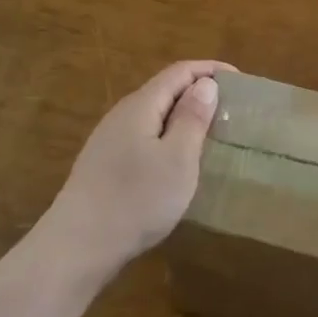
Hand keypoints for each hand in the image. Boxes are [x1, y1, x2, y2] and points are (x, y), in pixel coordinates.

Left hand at [32, 60, 232, 285]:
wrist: (77, 246)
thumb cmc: (136, 199)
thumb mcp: (177, 159)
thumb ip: (192, 118)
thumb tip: (205, 84)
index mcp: (141, 106)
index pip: (179, 72)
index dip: (210, 70)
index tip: (240, 80)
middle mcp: (122, 115)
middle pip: (164, 91)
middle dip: (198, 92)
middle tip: (231, 109)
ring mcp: (109, 141)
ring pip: (153, 116)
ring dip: (183, 118)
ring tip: (210, 134)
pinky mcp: (105, 166)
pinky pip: (144, 138)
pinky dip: (167, 138)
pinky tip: (177, 162)